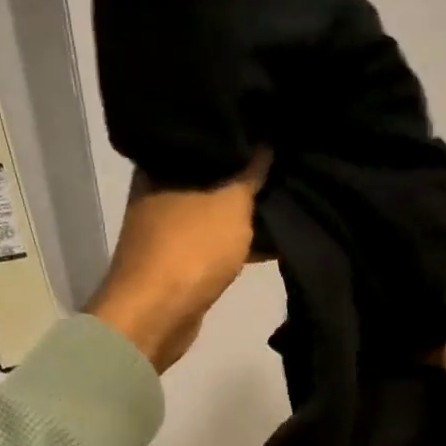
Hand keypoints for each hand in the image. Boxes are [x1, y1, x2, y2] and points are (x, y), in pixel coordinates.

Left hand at [86, 152, 270, 371]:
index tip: (271, 130)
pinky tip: (275, 239)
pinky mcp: (180, 261)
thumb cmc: (191, 248)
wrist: (157, 315)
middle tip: (287, 165)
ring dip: (246, 212)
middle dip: (247, 174)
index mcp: (161, 164)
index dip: (237, 134)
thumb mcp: (231, 201)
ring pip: (216, 211)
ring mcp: (168, 229)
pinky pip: (217, 242)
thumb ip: (251, 170)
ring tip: (288, 199)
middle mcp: (159, 191)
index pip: (203, 136)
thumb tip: (265, 140)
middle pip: (211, 174)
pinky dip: (241, 241)